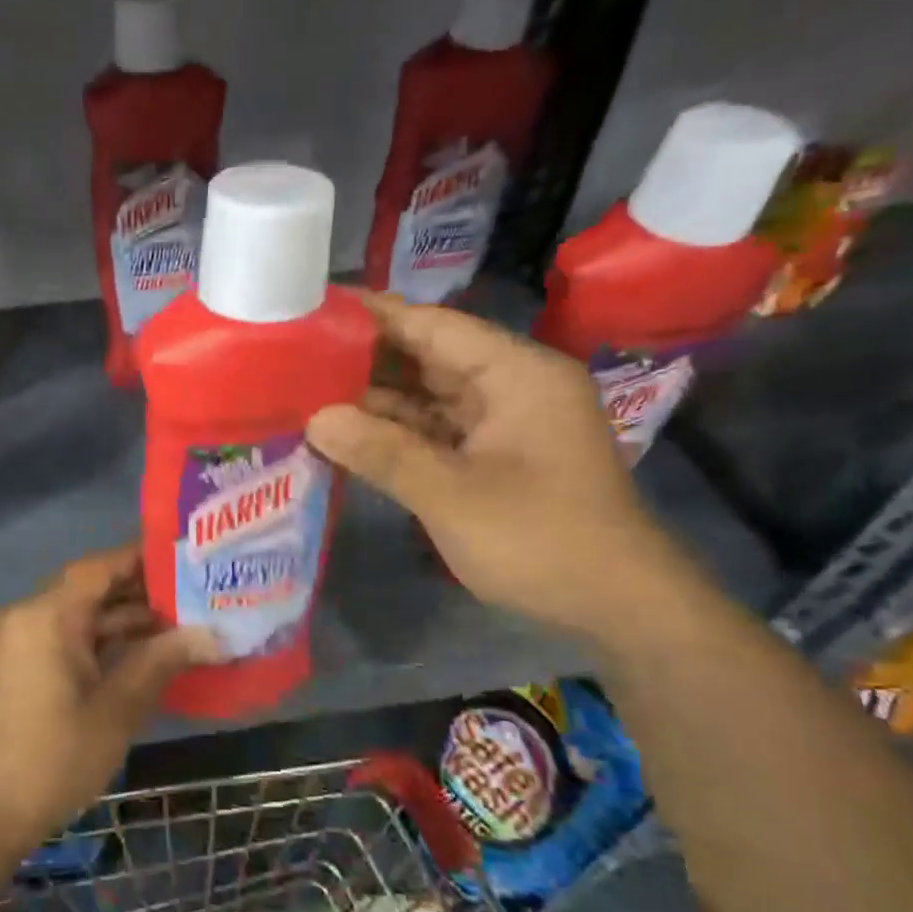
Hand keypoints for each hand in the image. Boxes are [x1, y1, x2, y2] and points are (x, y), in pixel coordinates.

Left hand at [0, 543, 219, 854]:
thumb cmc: (52, 759)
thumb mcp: (116, 709)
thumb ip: (162, 661)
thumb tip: (213, 635)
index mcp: (44, 615)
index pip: (99, 567)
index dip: (143, 558)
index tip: (186, 556)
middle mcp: (23, 615)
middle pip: (88, 589)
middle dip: (139, 593)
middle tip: (194, 594)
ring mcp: (13, 640)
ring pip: (75, 615)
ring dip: (120, 621)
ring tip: (179, 624)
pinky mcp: (12, 665)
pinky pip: (60, 637)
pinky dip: (96, 642)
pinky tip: (140, 653)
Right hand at [305, 291, 692, 637]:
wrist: (616, 605)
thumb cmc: (540, 539)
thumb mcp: (451, 495)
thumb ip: (382, 452)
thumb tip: (314, 419)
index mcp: (516, 374)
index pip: (433, 325)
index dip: (375, 315)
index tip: (316, 306)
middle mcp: (511, 386)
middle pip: (428, 357)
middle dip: (366, 358)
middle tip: (296, 354)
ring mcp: (503, 423)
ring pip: (428, 396)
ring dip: (375, 398)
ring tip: (307, 391)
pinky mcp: (494, 455)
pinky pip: (435, 429)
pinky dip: (396, 432)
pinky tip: (347, 432)